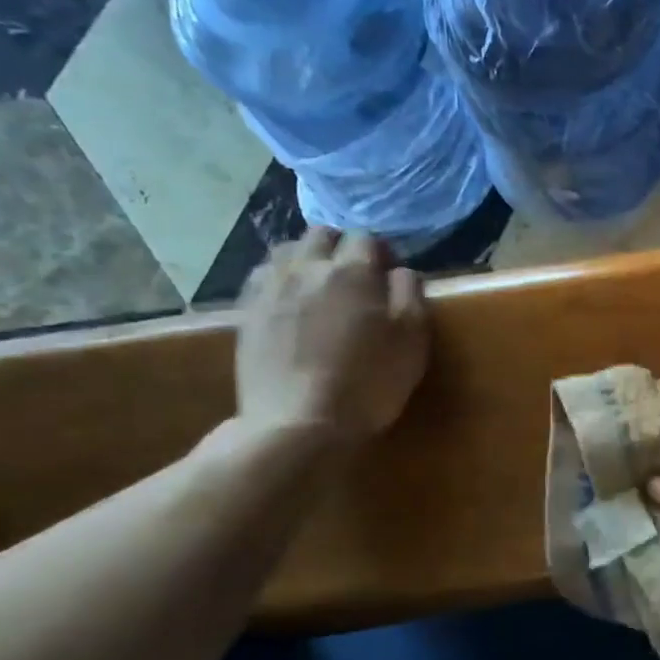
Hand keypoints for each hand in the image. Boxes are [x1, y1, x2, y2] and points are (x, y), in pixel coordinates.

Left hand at [235, 228, 429, 446]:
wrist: (299, 424)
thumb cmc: (369, 382)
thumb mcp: (413, 338)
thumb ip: (410, 293)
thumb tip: (399, 271)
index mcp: (352, 271)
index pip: (366, 237)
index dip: (382, 252)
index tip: (390, 275)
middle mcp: (307, 268)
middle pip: (322, 234)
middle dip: (342, 247)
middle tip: (356, 277)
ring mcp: (271, 289)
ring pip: (287, 250)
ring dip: (308, 259)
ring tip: (320, 286)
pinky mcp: (247, 313)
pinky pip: (262, 277)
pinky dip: (280, 279)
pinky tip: (291, 303)